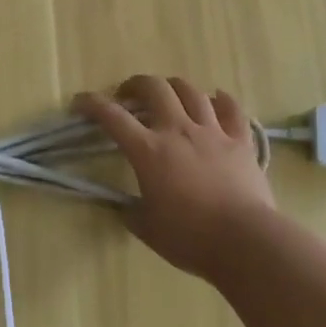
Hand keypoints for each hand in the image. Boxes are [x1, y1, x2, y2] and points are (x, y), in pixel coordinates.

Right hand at [73, 74, 276, 280]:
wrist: (245, 242)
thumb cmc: (190, 238)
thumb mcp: (148, 229)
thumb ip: (132, 212)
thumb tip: (125, 207)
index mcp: (149, 150)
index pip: (112, 117)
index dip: (91, 104)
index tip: (79, 103)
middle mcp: (178, 130)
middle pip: (154, 88)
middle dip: (136, 84)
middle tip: (128, 95)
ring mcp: (212, 132)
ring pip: (191, 92)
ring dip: (175, 87)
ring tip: (169, 95)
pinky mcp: (240, 142)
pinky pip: (232, 110)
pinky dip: (222, 100)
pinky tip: (216, 99)